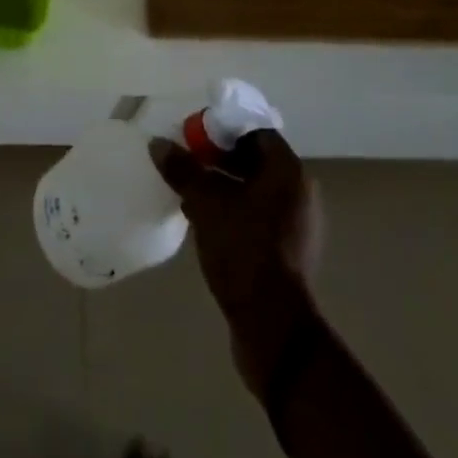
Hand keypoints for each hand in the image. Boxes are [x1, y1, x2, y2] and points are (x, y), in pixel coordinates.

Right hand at [151, 129, 322, 392]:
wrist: (272, 327)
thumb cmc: (243, 250)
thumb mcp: (205, 204)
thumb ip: (183, 170)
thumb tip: (159, 144)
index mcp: (288, 172)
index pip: (256, 132)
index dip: (223, 130)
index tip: (194, 136)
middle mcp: (298, 193)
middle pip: (255, 160)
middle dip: (220, 159)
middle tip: (187, 161)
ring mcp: (296, 225)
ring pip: (255, 191)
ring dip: (224, 187)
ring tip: (189, 192)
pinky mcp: (287, 254)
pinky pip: (258, 218)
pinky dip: (233, 213)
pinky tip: (204, 222)